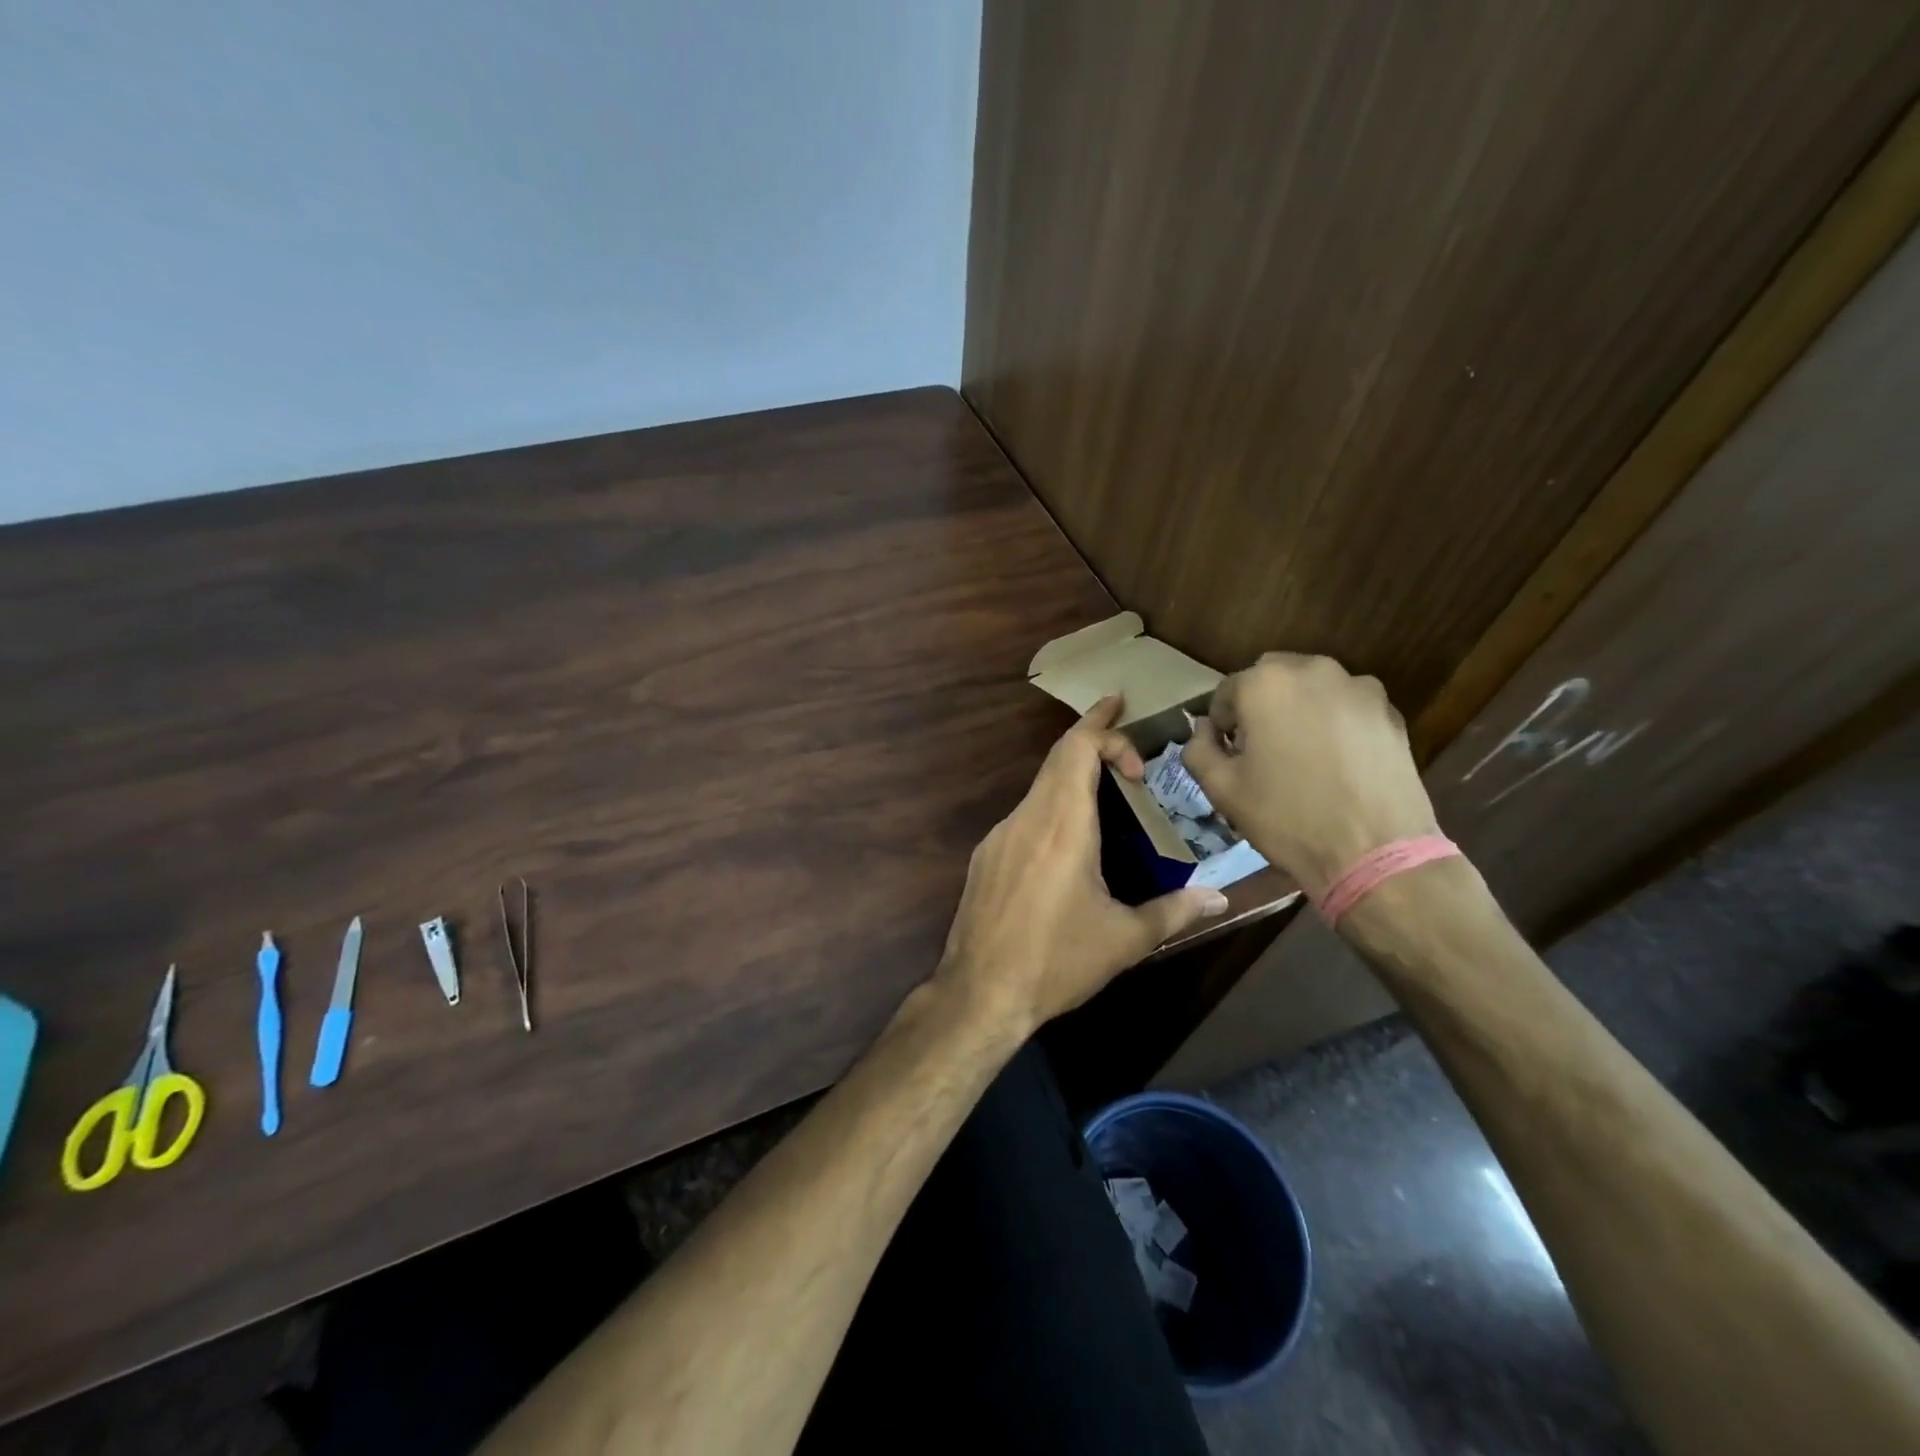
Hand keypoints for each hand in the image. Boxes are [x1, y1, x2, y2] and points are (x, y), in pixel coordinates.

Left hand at [936, 697, 1229, 1038]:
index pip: (1076, 748)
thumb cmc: (1057, 962)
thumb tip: (1219, 899)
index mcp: (1063, 826)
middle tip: (1123, 730)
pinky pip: (1024, 815)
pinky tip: (1069, 842)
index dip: (1103, 727)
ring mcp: (1000, 836)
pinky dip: (1051, 806)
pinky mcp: (985, 857)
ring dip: (1072, 776)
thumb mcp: (1124, 940)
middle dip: (1091, 735)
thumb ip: (1174, 912)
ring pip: (1039, 786)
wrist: (980, 993)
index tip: (1133, 742)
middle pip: (1057, 758)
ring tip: (1108, 790)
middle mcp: (1027, 819)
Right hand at [1183, 653, 1439, 898]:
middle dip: (1261, 708)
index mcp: (1265, 683)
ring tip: (1304, 757)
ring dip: (1299, 711)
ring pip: (1312, 689)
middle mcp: (1312, 670)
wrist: (1374, 852)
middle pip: (1272, 679)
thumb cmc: (1286, 817)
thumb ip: (1198, 748)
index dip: (1222, 725)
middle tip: (1264, 752)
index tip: (1229, 756)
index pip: (1227, 692)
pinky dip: (1336, 723)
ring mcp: (1358, 687)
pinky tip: (1338, 764)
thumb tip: (1204, 730)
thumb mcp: (1220, 789)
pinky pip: (1347, 707)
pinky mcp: (1390, 711)